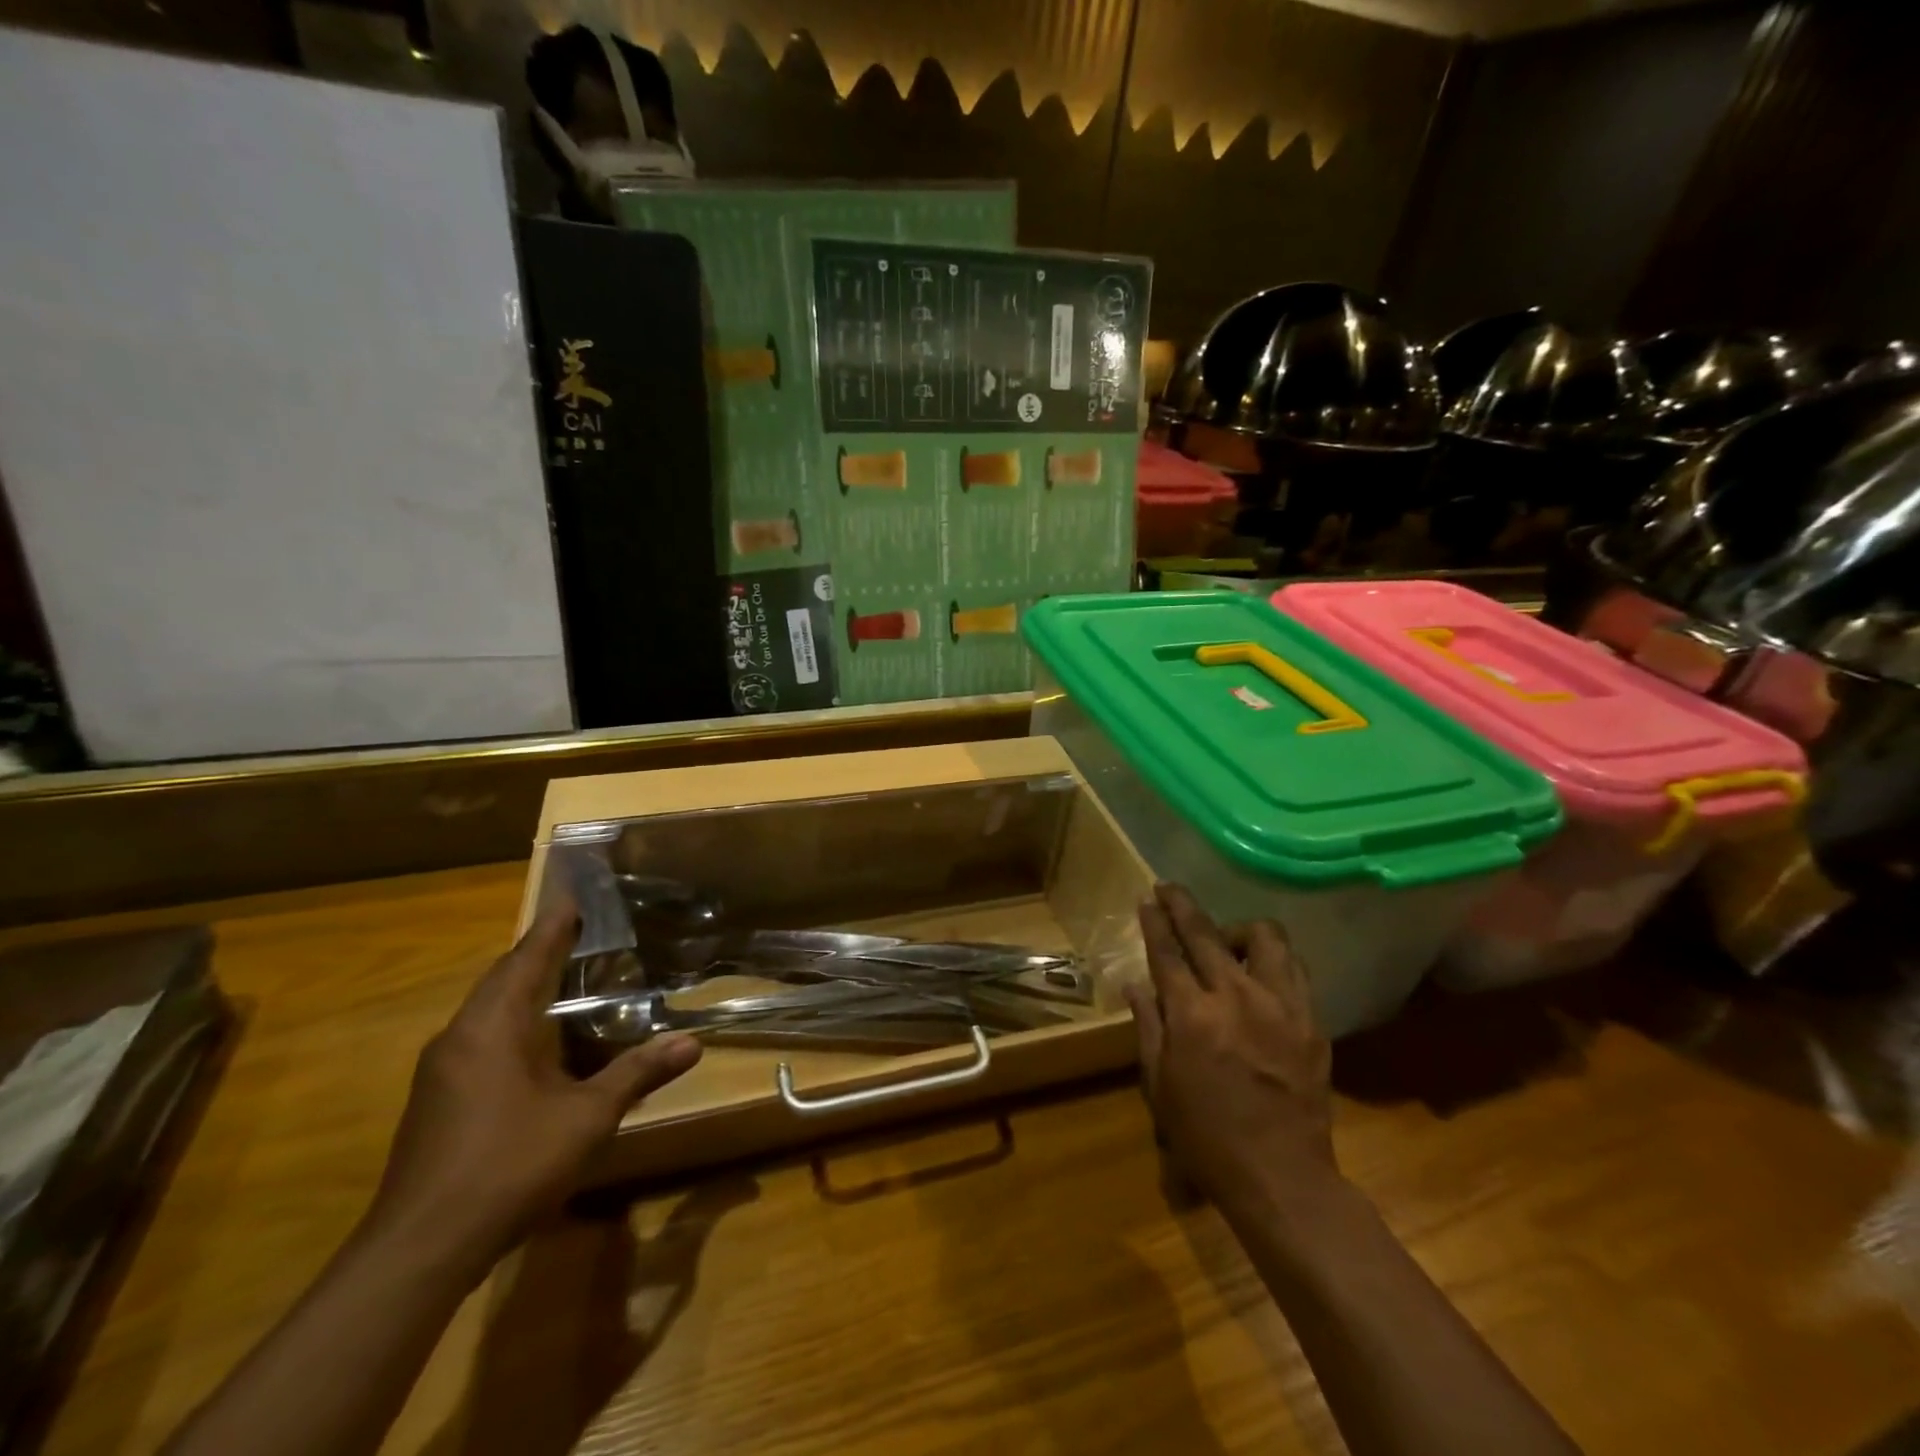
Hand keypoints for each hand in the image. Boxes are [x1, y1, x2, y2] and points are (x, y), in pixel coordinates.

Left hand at [363, 903, 701, 1280]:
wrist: (419, 1250)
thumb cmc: (507, 1165)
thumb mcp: (587, 1118)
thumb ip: (638, 1073)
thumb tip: (693, 1042)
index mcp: (492, 1027)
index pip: (527, 957)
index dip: (553, 926)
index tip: (572, 894)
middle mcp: (460, 1037)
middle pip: (502, 978)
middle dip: (539, 953)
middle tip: (580, 932)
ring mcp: (441, 1071)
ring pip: (487, 1011)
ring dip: (524, 988)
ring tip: (566, 978)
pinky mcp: (436, 1101)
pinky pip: (480, 1039)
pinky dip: (513, 1022)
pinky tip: (538, 1042)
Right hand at [1126, 883, 1333, 1210]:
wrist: (1281, 1176)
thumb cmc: (1206, 1136)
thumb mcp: (1160, 1084)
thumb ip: (1148, 1026)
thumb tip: (1134, 985)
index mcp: (1192, 1015)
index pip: (1168, 952)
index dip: (1155, 922)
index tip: (1148, 899)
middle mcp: (1236, 997)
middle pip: (1207, 933)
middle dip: (1183, 905)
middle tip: (1170, 889)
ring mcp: (1280, 1005)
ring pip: (1265, 937)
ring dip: (1238, 929)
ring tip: (1227, 941)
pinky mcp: (1312, 1020)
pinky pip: (1294, 969)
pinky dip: (1273, 959)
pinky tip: (1262, 972)